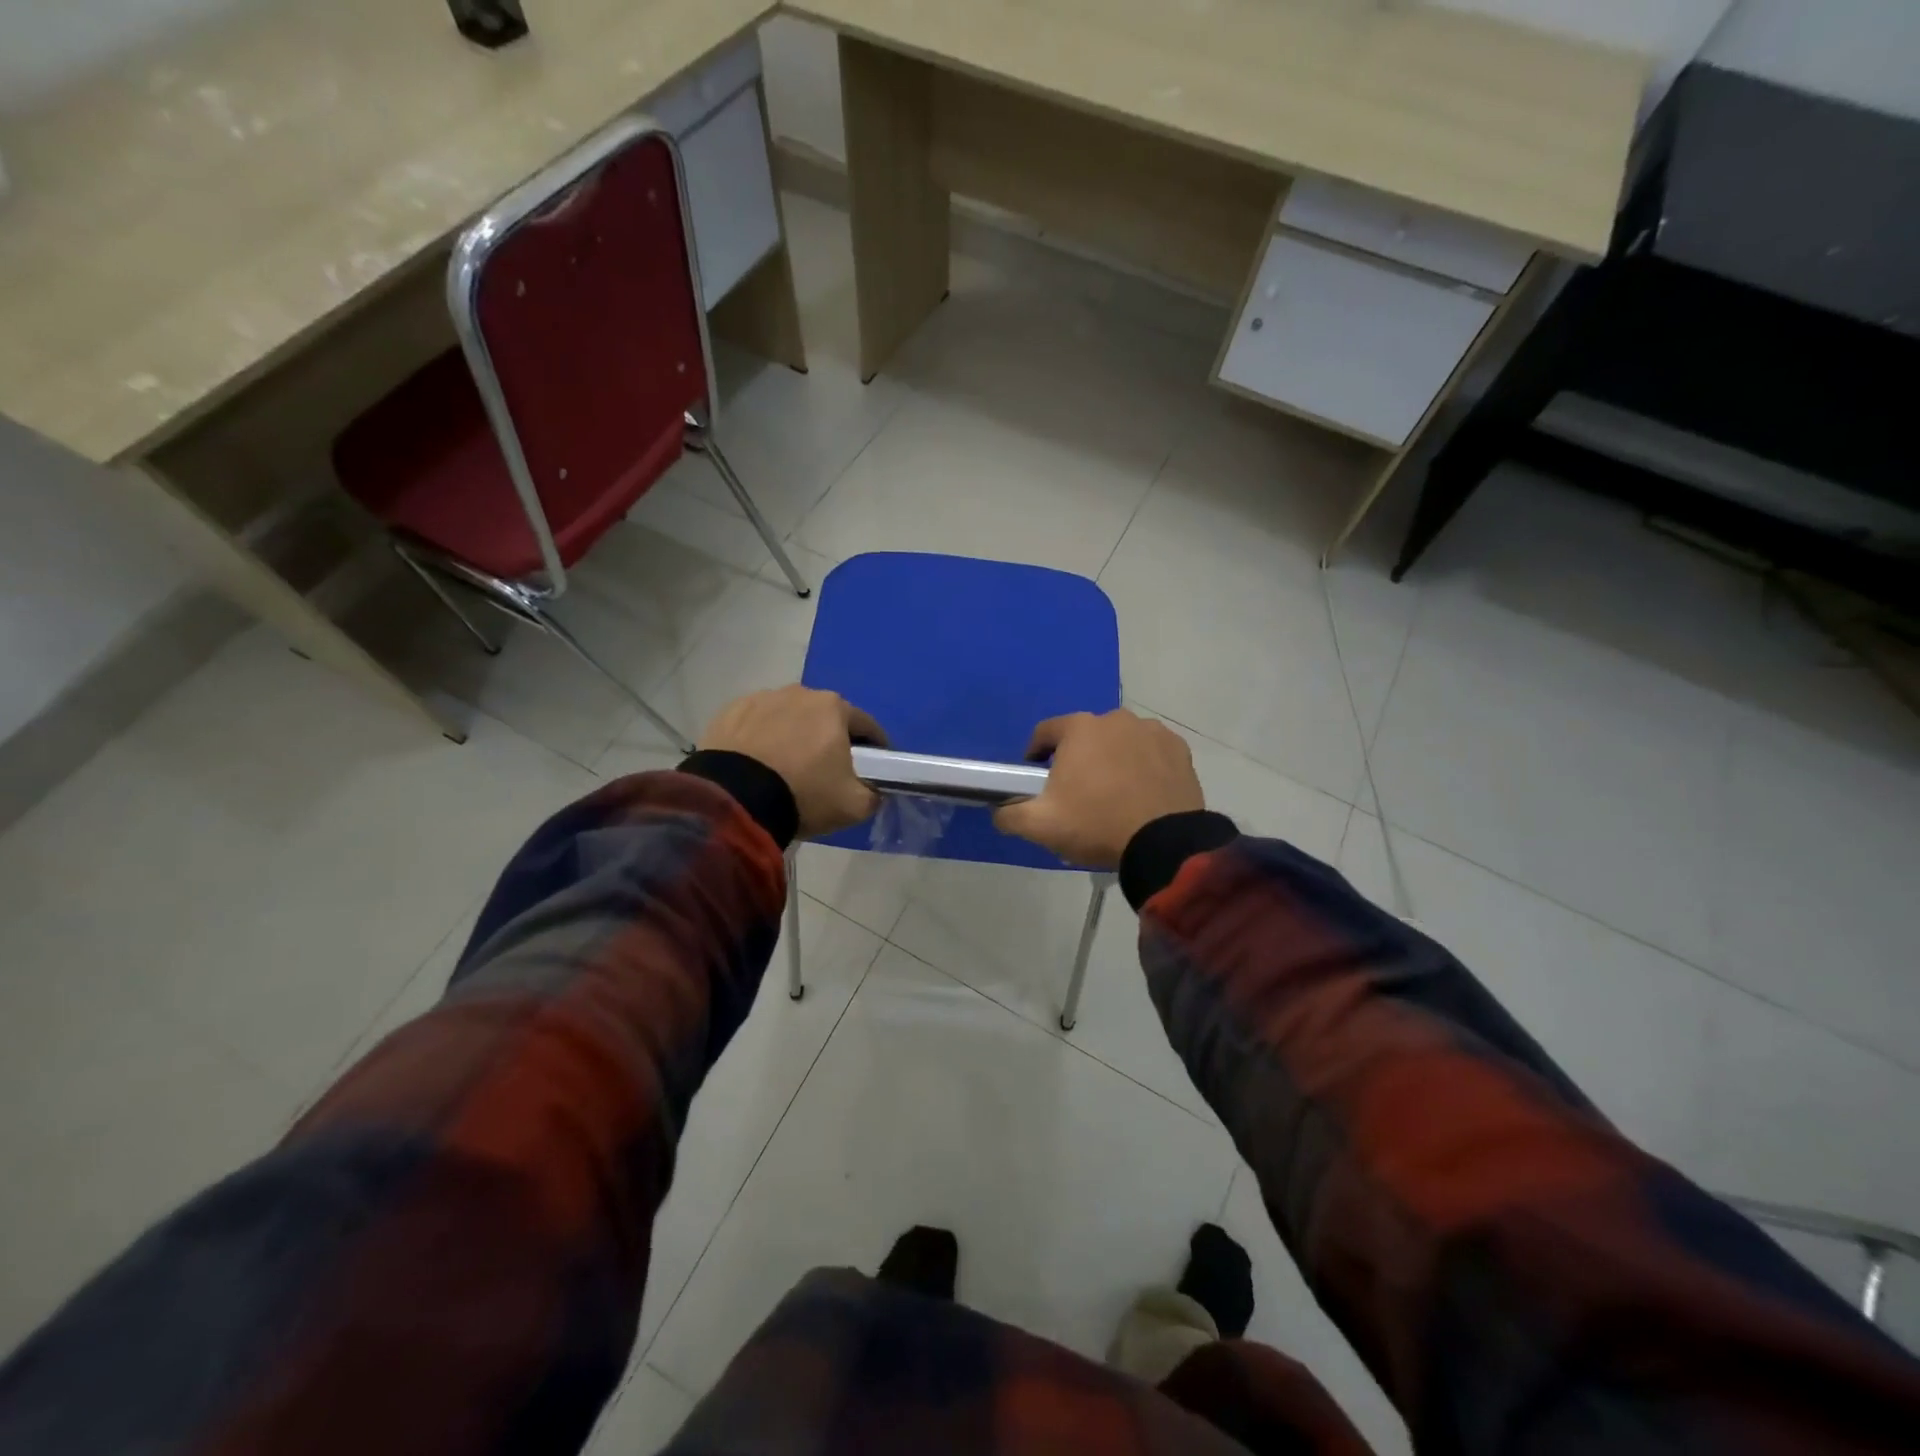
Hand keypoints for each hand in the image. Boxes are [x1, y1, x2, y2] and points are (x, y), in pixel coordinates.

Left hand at [700, 686, 887, 838]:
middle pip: (825, 718)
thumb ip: (873, 794)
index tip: (873, 767)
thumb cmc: (803, 794)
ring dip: (793, 735)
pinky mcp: (729, 712)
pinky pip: (756, 724)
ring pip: (788, 718)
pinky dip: (761, 738)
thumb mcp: (854, 806)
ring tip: (786, 767)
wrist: (734, 800)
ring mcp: (761, 699)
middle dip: (829, 739)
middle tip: (826, 770)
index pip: (866, 725)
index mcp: (834, 707)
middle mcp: (800, 693)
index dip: (874, 747)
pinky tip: (757, 763)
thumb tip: (874, 790)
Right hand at [993, 709, 1203, 867]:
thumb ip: (1009, 814)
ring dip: (1112, 759)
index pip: (1044, 732)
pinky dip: (1143, 766)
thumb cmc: (1096, 825)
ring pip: (1120, 742)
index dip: (1035, 754)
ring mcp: (1151, 731)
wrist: (1164, 843)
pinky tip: (1142, 793)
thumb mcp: (1040, 826)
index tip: (1037, 777)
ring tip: (1112, 794)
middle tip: (1077, 792)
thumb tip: (999, 809)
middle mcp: (1115, 718)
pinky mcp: (1178, 749)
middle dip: (1077, 758)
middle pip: (1085, 736)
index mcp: (1079, 728)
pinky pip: (1150, 752)